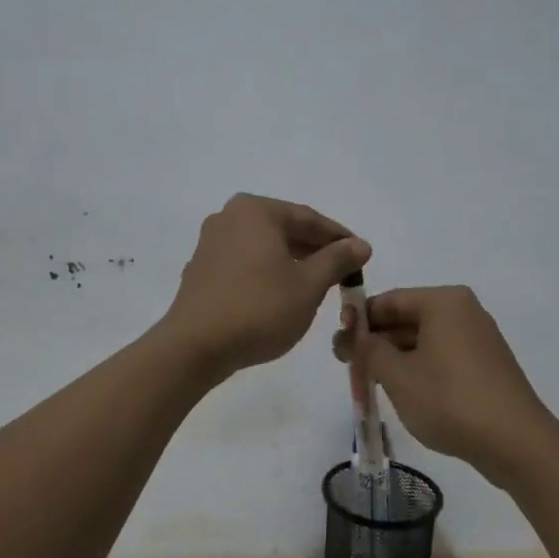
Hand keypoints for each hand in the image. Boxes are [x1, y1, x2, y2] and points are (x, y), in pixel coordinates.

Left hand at [164, 194, 370, 377]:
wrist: (195, 347)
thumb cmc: (259, 309)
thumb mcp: (308, 285)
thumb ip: (337, 260)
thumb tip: (361, 245)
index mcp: (255, 211)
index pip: (308, 218)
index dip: (340, 238)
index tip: (363, 255)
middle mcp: (228, 217)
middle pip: (284, 229)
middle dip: (316, 250)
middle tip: (345, 271)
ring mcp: (210, 244)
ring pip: (264, 247)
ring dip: (293, 262)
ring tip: (319, 285)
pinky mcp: (201, 270)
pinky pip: (245, 263)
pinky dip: (268, 273)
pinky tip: (283, 295)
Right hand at [333, 285, 555, 482]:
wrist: (516, 442)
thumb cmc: (450, 400)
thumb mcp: (397, 375)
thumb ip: (368, 350)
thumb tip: (353, 337)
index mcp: (443, 302)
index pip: (388, 301)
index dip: (357, 321)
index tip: (337, 346)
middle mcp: (463, 311)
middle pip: (406, 318)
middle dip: (375, 341)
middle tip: (348, 367)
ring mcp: (478, 338)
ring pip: (423, 339)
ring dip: (394, 358)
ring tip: (370, 383)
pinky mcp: (486, 364)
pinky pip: (441, 356)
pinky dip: (418, 368)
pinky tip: (403, 392)